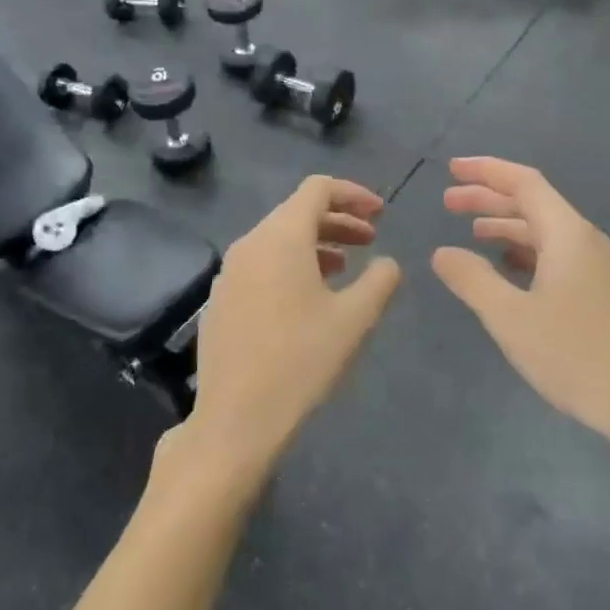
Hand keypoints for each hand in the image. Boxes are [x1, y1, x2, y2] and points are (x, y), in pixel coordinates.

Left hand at [178, 177, 400, 482]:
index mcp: (281, 237)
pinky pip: (261, 264)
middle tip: (371, 240)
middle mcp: (250, 244)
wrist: (236, 419)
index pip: (318, 189)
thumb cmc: (302, 361)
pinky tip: (308, 299)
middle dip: (338, 220)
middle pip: (297, 212)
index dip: (354, 194)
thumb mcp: (355, 319)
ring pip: (278, 240)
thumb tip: (388, 263)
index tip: (381, 214)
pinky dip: (290, 265)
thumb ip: (380, 280)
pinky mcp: (221, 300)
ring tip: (344, 269)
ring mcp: (229, 272)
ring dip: (316, 244)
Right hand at [433, 157, 609, 450]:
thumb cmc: (574, 354)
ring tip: (471, 232)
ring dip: (506, 226)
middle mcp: (586, 241)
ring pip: (545, 232)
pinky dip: (525, 252)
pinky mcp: (601, 293)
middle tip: (448, 202)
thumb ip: (472, 280)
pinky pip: (556, 256)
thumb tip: (442, 253)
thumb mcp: (511, 318)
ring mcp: (598, 268)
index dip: (486, 171)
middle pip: (533, 204)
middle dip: (489, 198)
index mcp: (568, 234)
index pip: (524, 182)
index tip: (451, 169)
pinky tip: (507, 269)